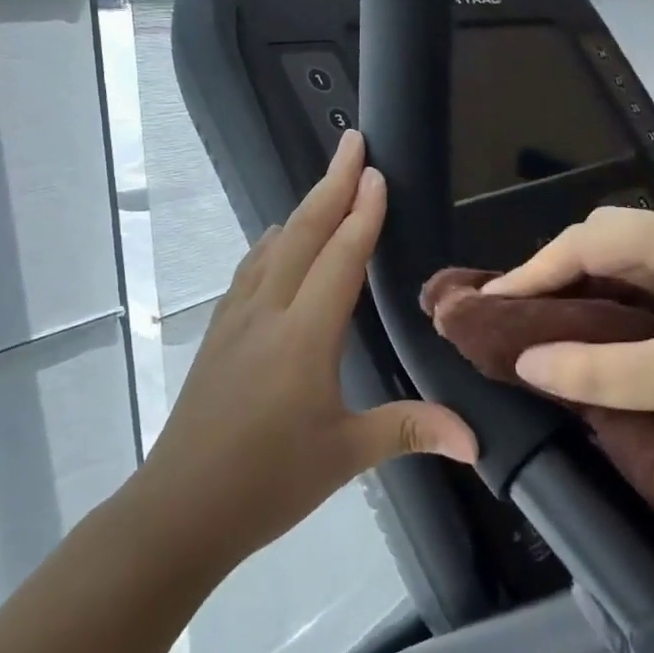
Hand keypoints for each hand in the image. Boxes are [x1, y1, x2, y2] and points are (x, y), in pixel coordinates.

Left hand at [147, 131, 476, 567]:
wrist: (178, 510)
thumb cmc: (265, 482)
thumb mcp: (345, 455)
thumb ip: (410, 430)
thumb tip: (476, 440)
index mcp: (303, 336)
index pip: (340, 259)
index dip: (362, 213)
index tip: (377, 172)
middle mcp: (267, 314)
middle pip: (302, 235)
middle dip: (330, 185)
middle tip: (350, 143)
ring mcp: (235, 321)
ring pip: (272, 248)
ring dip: (301, 211)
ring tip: (325, 186)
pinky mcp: (217, 336)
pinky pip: (250, 272)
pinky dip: (273, 244)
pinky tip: (277, 245)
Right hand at [484, 205, 653, 457]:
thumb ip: (598, 371)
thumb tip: (525, 362)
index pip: (584, 242)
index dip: (531, 272)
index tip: (487, 304)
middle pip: (602, 241)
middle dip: (554, 273)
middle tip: (514, 313)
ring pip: (627, 264)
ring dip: (585, 291)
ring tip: (543, 323)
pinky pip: (651, 287)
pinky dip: (616, 306)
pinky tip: (600, 335)